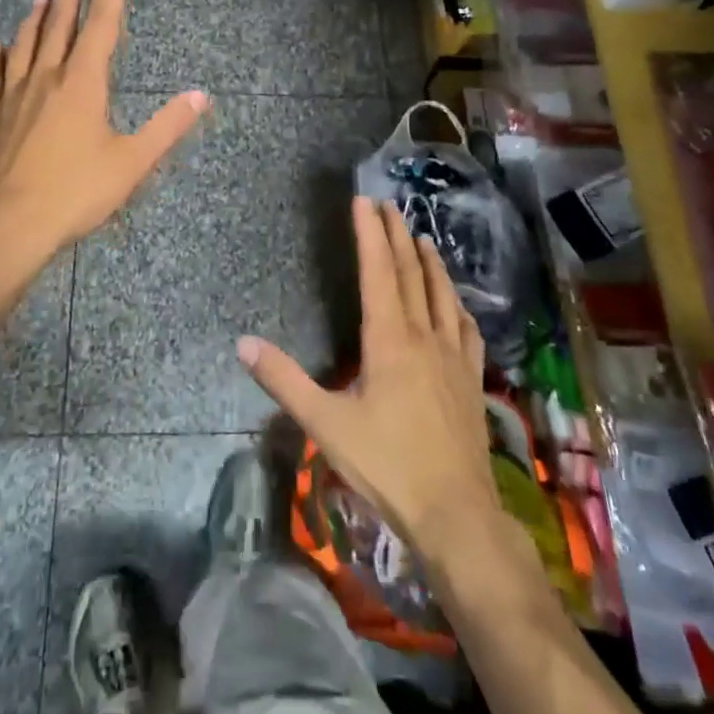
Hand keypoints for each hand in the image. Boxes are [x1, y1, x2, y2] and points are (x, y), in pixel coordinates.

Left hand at [0, 0, 207, 278]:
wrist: (8, 226)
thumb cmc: (76, 192)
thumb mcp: (132, 163)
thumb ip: (167, 127)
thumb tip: (200, 95)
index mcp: (83, 83)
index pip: (102, 24)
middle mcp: (46, 78)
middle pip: (59, 27)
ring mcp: (14, 96)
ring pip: (25, 45)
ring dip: (36, 19)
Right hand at [238, 198, 501, 565]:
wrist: (456, 513)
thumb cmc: (387, 465)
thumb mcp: (326, 424)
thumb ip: (284, 381)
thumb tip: (242, 343)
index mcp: (389, 340)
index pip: (378, 271)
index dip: (370, 233)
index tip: (364, 201)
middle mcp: (423, 336)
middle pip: (410, 273)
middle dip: (397, 235)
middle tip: (388, 205)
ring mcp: (453, 356)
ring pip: (442, 294)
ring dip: (430, 261)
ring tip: (421, 236)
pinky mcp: (471, 378)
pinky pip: (466, 328)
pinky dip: (457, 303)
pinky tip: (457, 302)